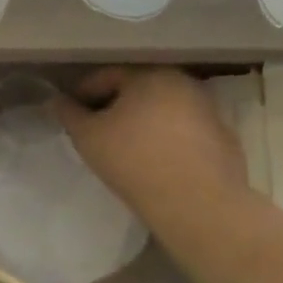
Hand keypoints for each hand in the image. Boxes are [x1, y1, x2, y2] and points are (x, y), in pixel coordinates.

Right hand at [50, 67, 252, 228]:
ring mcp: (209, 110)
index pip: (106, 76)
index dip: (82, 94)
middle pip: (137, 90)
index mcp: (150, 74)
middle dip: (115, 107)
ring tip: (125, 148)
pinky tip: (156, 163)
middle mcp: (183, 82)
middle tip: (96, 132)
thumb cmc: (136, 162)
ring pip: (163, 110)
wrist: (200, 207)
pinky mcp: (224, 139)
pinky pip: (185, 132)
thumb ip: (69, 114)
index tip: (71, 116)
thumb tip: (57, 101)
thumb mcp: (88, 137)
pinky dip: (168, 140)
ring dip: (143, 123)